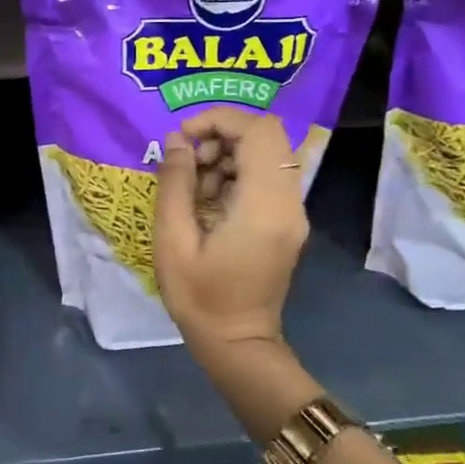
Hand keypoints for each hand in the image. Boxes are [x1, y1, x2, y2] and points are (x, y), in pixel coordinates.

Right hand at [154, 108, 308, 356]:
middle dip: (222, 135)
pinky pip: (266, 176)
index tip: (184, 138)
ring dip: (228, 155)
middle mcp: (288, 202)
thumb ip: (175, 183)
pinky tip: (209, 200)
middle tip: (189, 164)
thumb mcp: (173, 239)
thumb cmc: (199, 296)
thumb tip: (177, 141)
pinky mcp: (286, 221)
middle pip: (267, 136)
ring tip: (195, 185)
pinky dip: (236, 173)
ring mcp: (292, 213)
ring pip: (268, 154)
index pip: (259, 131)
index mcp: (264, 206)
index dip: (220, 120)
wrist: (236, 343)